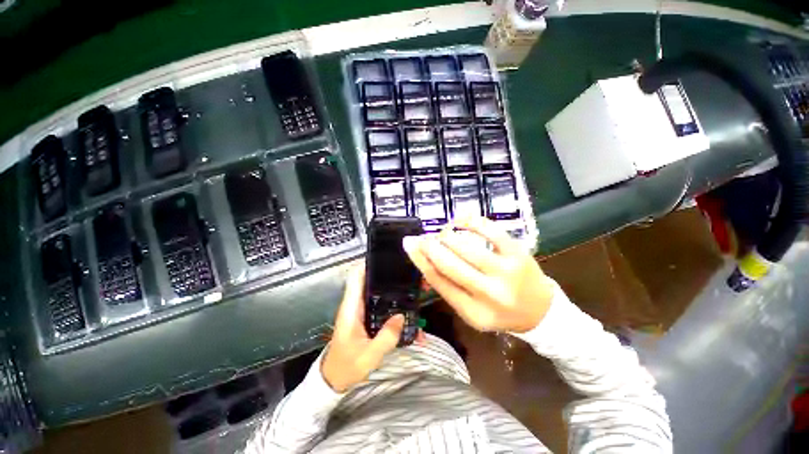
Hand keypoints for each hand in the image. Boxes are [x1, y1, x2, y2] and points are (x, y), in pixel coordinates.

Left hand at [321, 266, 405, 392]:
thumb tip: (401, 317)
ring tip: (411, 289)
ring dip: (391, 290)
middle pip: (370, 281)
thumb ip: (386, 338)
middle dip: (387, 276)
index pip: (355, 278)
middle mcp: (355, 305)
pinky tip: (406, 311)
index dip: (367, 265)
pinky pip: (379, 305)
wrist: (334, 380)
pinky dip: (391, 304)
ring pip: (376, 293)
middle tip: (407, 275)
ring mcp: (360, 311)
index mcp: (351, 308)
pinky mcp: (365, 317)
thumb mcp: (368, 356)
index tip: (385, 259)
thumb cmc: (347, 367)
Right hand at [403, 216, 553, 333]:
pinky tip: (459, 219)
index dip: (420, 260)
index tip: (409, 245)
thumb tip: (424, 259)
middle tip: (421, 237)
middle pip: (450, 264)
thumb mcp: (470, 309)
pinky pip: (490, 231)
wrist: (539, 311)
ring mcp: (506, 271)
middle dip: (430, 246)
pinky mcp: (518, 253)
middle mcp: (489, 294)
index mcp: (473, 312)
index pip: (439, 282)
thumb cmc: (499, 311)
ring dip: (447, 236)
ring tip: (442, 234)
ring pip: (466, 247)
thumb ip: (447, 287)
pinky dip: (471, 221)